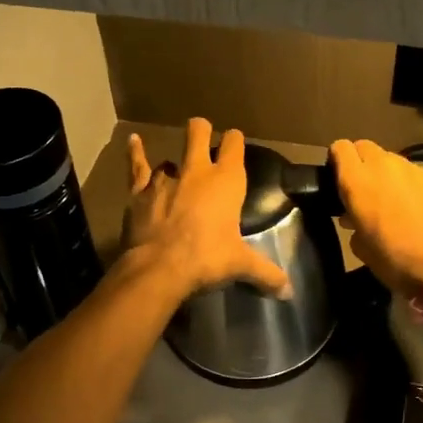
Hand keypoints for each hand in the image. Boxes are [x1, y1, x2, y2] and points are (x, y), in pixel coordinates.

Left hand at [124, 120, 292, 299]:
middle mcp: (197, 171)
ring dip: (175, 163)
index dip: (234, 140)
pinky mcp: (139, 190)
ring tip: (177, 173)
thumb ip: (266, 273)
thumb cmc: (207, 259)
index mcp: (227, 181)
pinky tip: (133, 140)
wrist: (159, 268)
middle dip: (201, 131)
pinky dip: (135, 153)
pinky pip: (137, 165)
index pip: (234, 145)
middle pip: (198, 133)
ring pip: (171, 156)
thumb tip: (288, 291)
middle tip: (203, 137)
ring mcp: (165, 177)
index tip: (235, 142)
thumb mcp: (241, 265)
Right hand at [330, 139, 422, 298]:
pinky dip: (404, 182)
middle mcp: (383, 166)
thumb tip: (354, 220)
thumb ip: (353, 225)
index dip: (336, 161)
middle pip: (364, 147)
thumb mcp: (362, 248)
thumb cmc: (395, 259)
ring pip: (388, 159)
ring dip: (382, 173)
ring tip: (386, 199)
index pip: (340, 148)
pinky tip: (410, 206)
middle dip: (359, 162)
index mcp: (357, 180)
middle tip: (360, 189)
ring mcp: (411, 170)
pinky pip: (410, 172)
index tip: (336, 180)